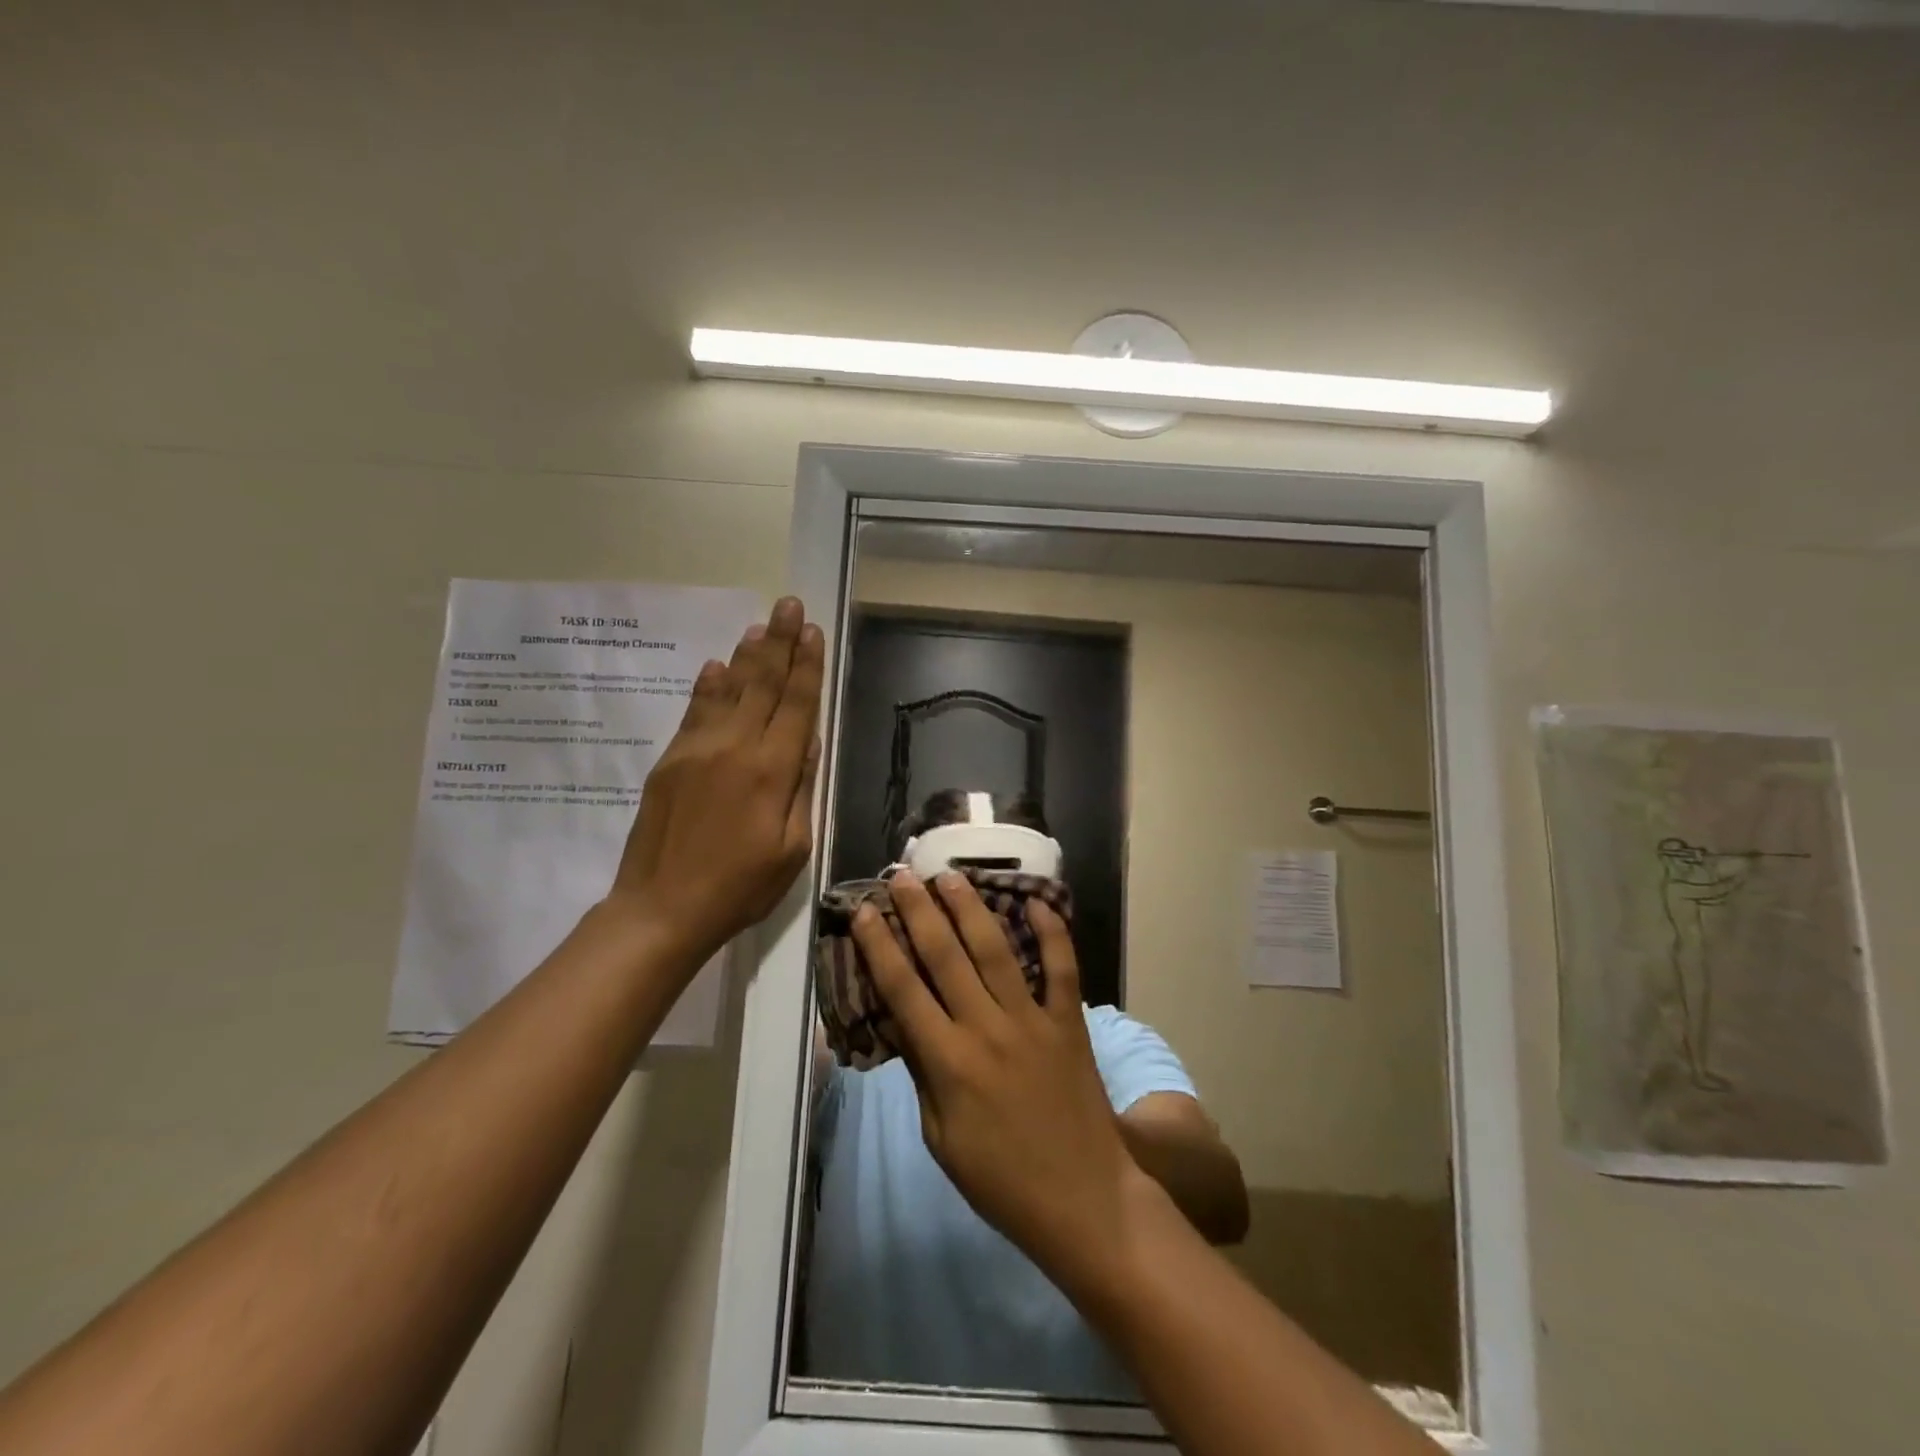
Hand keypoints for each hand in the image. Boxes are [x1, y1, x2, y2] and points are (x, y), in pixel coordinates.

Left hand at [609, 596, 823, 964]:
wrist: (662, 908)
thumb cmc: (740, 887)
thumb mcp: (793, 848)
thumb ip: (801, 788)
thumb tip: (806, 740)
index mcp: (772, 771)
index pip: (796, 704)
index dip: (806, 666)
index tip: (812, 631)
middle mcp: (736, 748)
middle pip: (763, 684)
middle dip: (779, 642)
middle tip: (789, 604)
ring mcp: (698, 749)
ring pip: (729, 689)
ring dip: (747, 654)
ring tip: (760, 624)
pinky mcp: (671, 759)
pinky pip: (694, 710)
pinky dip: (709, 684)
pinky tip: (717, 664)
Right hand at [854, 871, 1153, 1287]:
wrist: (1084, 1201)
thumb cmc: (1001, 1181)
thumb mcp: (940, 1139)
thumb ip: (922, 1075)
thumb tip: (904, 1024)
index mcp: (949, 1061)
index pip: (902, 990)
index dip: (879, 946)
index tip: (865, 911)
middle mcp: (987, 1028)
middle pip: (944, 956)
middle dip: (919, 911)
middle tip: (902, 875)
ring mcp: (1033, 1020)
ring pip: (996, 950)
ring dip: (971, 908)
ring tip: (950, 875)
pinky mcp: (1070, 1021)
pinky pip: (1062, 968)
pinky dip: (1052, 932)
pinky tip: (1036, 900)